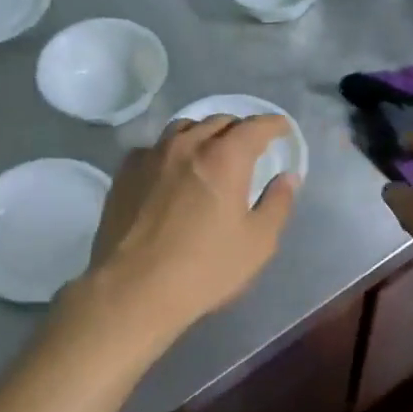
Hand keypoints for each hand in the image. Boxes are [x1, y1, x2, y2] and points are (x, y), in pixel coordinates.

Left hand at [79, 114, 297, 343]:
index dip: (273, 125)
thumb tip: (287, 177)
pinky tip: (172, 171)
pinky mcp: (125, 173)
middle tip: (249, 147)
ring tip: (210, 152)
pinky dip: (172, 151)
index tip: (281, 130)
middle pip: (219, 121)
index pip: (255, 126)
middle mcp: (187, 145)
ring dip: (204, 134)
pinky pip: (154, 147)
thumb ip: (278, 204)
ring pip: (183, 128)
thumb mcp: (258, 243)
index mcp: (225, 158)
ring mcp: (151, 156)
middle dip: (239, 129)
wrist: (134, 290)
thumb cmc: (205, 269)